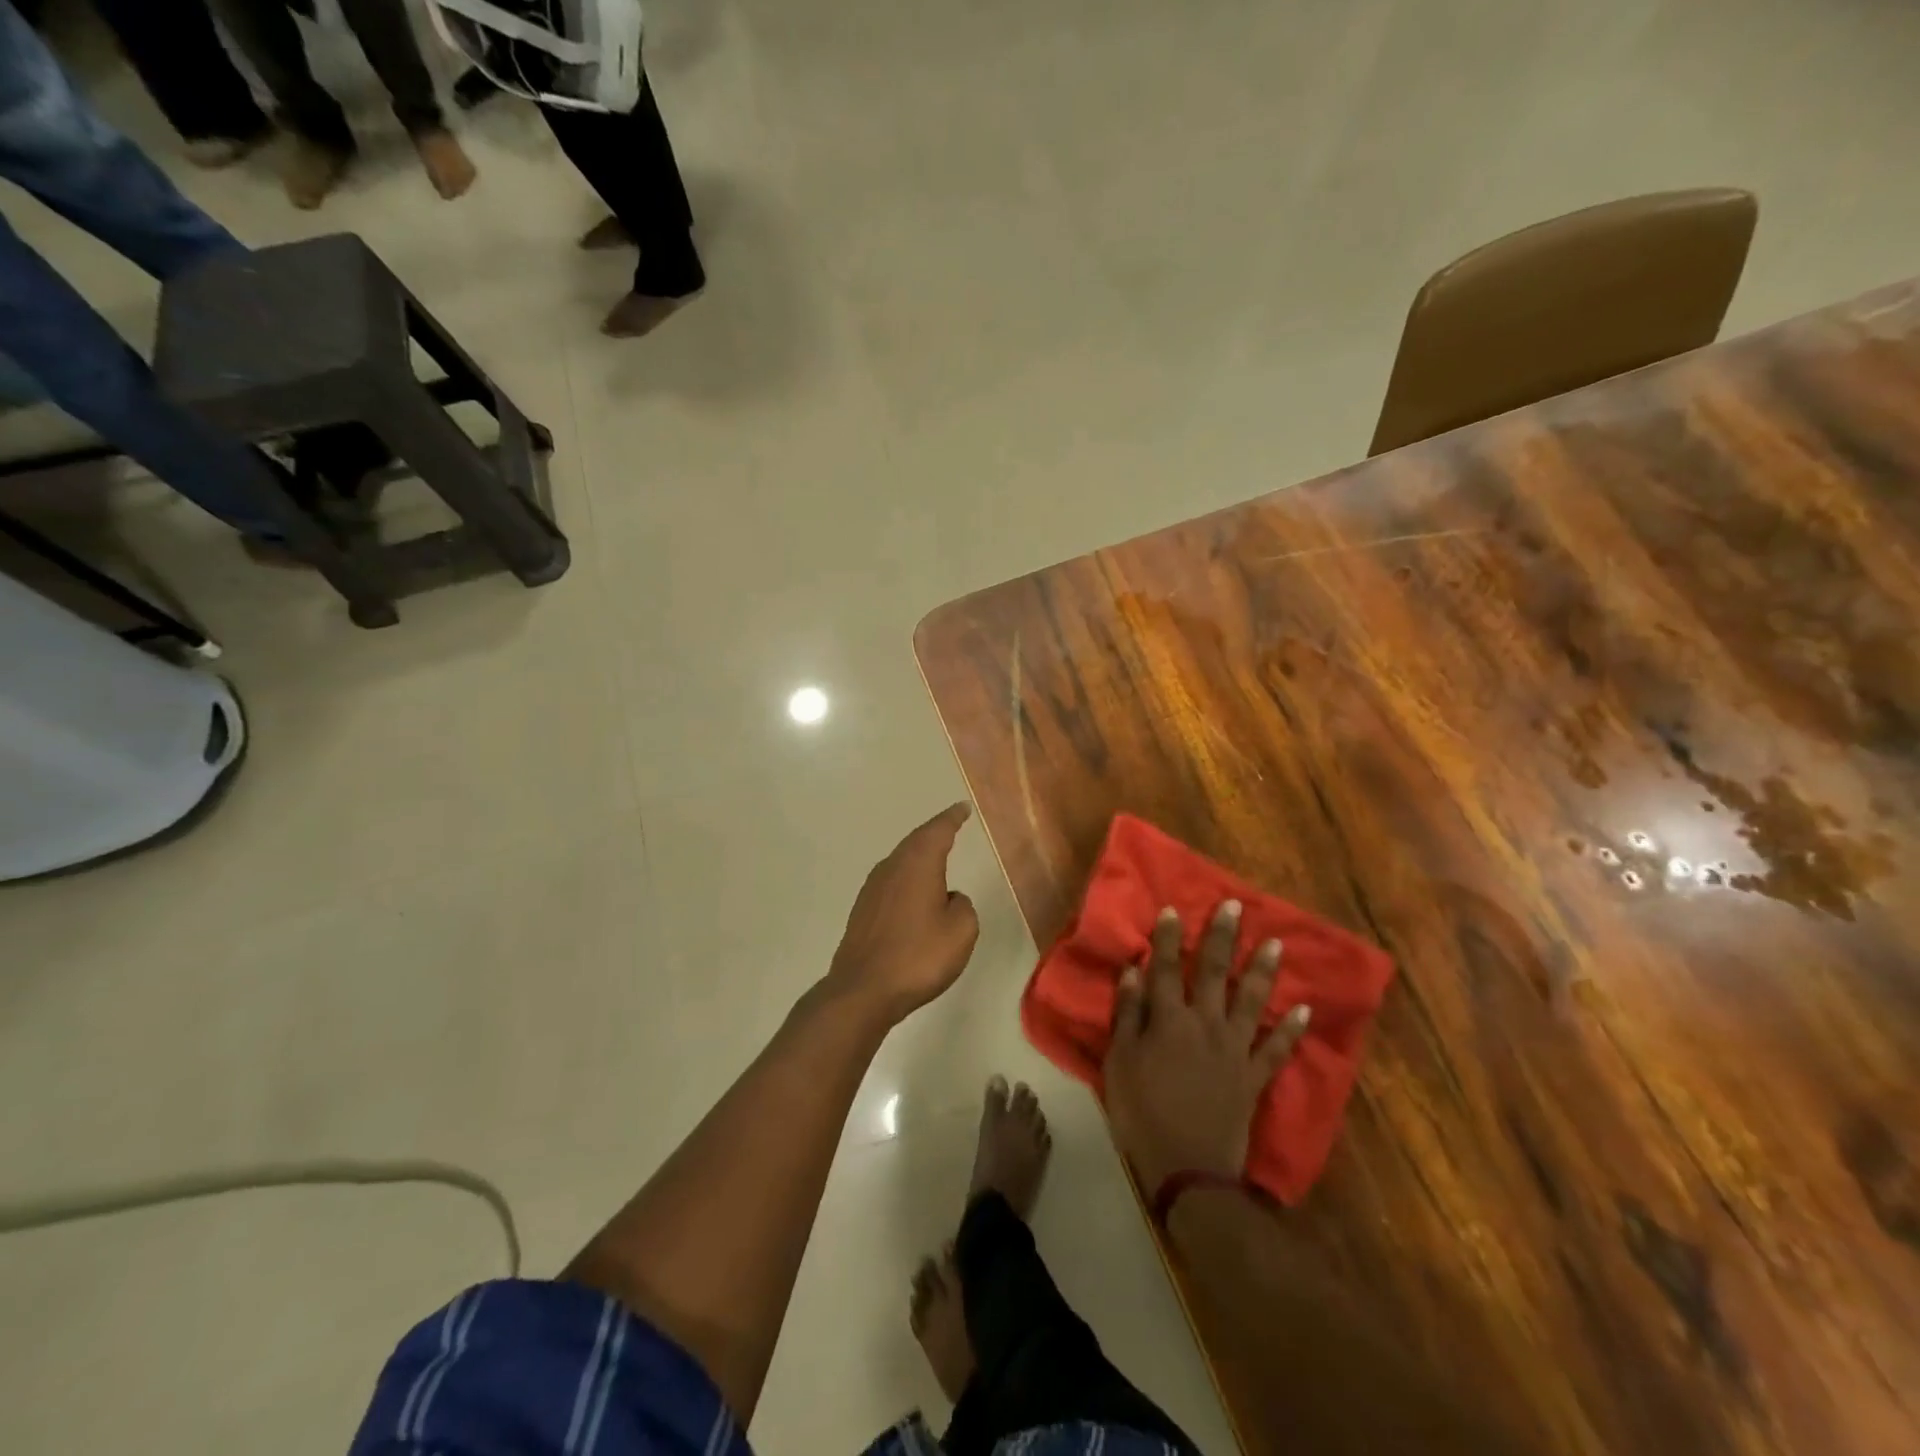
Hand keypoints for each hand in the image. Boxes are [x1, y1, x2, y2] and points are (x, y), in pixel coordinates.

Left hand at [825, 803, 979, 1020]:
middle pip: (916, 841)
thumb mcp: (961, 931)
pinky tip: (914, 892)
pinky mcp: (863, 910)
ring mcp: (872, 888)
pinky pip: (892, 882)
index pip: (938, 830)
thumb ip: (962, 906)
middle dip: (934, 833)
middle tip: (951, 825)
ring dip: (918, 856)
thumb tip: (949, 899)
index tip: (962, 807)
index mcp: (918, 864)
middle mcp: (892, 867)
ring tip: (935, 856)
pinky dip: (907, 879)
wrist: (863, 989)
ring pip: (901, 861)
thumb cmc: (918, 956)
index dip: (952, 818)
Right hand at [1104, 901, 1310, 1192]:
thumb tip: (1135, 970)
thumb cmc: (1143, 1113)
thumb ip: (1128, 1015)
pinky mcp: (1254, 1078)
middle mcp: (1206, 1025)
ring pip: (1252, 1002)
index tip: (1173, 909)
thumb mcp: (1120, 1063)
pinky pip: (1277, 1050)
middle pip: (1214, 974)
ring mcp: (1235, 1050)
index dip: (1169, 938)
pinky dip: (1293, 1030)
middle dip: (1222, 938)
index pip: (1167, 968)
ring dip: (1263, 971)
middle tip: (1234, 907)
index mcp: (1169, 1021)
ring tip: (1275, 944)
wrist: (1188, 1170)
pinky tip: (1305, 1010)